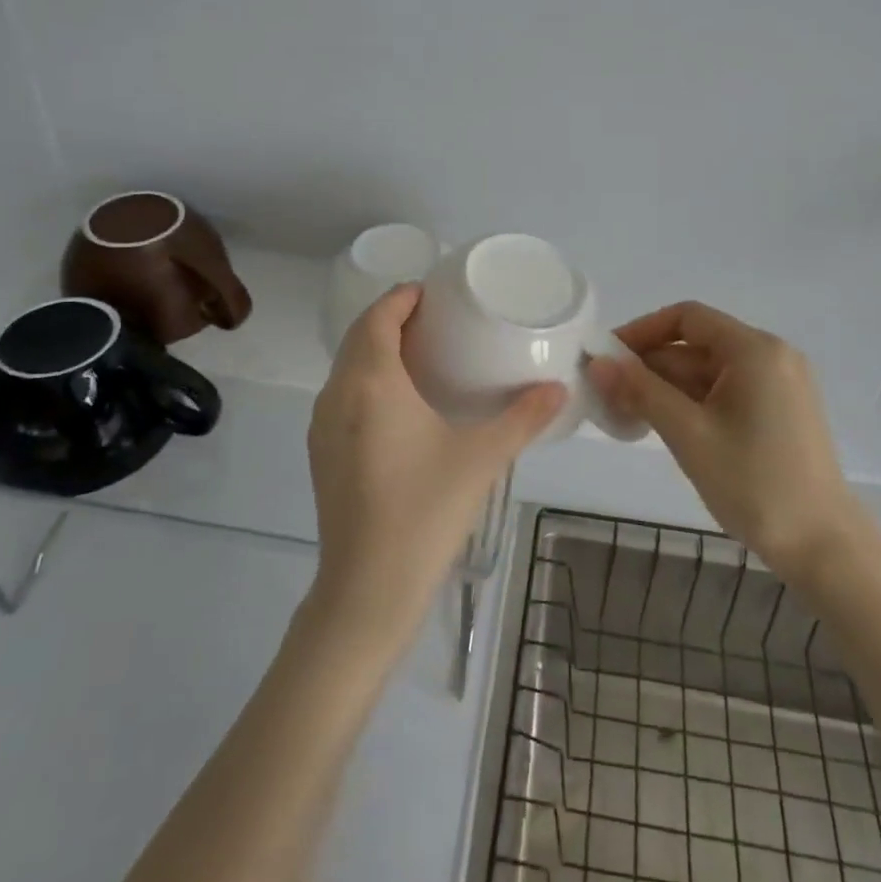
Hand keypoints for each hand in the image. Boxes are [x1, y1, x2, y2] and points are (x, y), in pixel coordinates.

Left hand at [305, 284, 565, 648]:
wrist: (367, 588)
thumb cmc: (425, 510)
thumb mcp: (481, 458)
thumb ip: (523, 418)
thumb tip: (559, 388)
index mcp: (371, 381)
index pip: (379, 316)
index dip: (402, 297)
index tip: (433, 292)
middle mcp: (338, 394)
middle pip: (359, 336)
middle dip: (391, 318)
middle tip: (435, 319)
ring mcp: (323, 425)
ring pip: (347, 367)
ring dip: (376, 349)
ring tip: (420, 354)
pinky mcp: (321, 453)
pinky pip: (342, 395)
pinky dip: (366, 379)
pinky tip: (398, 403)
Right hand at [587, 301, 860, 573]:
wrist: (823, 547)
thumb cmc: (754, 483)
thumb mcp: (688, 433)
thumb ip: (640, 391)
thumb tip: (597, 362)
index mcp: (755, 350)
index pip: (687, 317)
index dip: (642, 331)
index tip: (608, 358)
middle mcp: (771, 356)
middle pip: (697, 345)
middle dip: (651, 366)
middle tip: (609, 395)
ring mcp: (779, 384)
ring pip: (709, 371)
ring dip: (668, 388)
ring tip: (628, 415)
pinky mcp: (780, 411)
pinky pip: (726, 391)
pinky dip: (693, 402)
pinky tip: (665, 426)